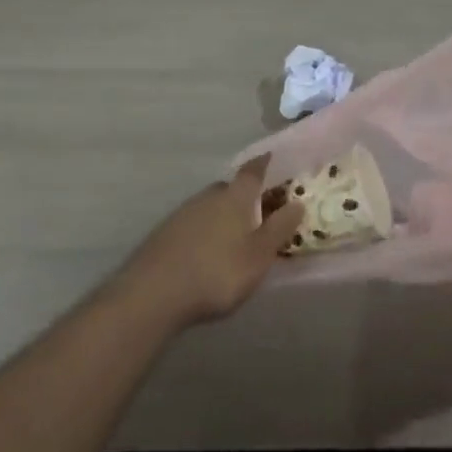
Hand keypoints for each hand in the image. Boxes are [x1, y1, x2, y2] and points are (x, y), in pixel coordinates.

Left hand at [114, 156, 303, 327]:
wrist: (153, 294)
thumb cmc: (217, 272)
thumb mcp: (259, 255)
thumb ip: (280, 228)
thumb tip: (298, 202)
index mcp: (235, 198)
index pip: (252, 172)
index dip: (263, 164)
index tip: (270, 156)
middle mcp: (208, 197)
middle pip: (229, 188)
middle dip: (243, 195)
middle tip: (256, 209)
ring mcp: (182, 214)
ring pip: (209, 206)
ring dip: (221, 215)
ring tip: (232, 235)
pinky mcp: (164, 233)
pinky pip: (192, 223)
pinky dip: (203, 231)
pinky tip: (205, 251)